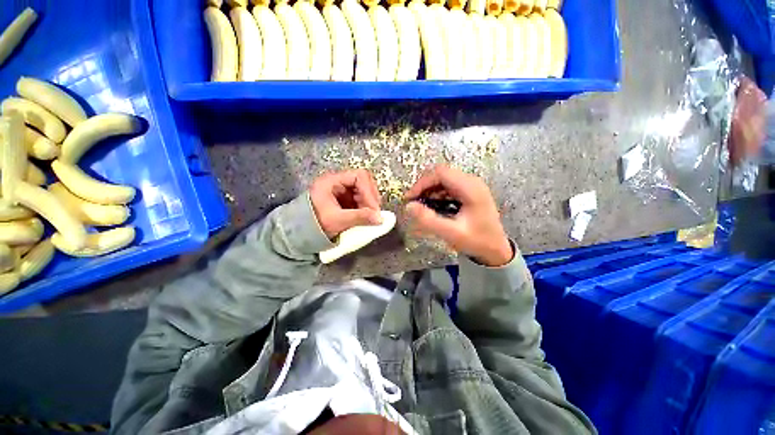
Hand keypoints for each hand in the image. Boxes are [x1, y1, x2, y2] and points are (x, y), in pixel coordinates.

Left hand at [310, 169, 382, 238]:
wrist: (301, 233)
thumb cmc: (316, 223)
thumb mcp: (338, 220)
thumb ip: (360, 217)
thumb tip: (380, 219)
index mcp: (332, 181)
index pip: (359, 177)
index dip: (369, 191)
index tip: (374, 209)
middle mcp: (338, 182)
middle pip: (363, 182)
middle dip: (371, 197)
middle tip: (375, 212)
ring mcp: (341, 190)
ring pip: (363, 191)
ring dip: (369, 203)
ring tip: (370, 216)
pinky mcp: (344, 199)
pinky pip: (359, 199)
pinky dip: (365, 207)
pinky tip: (365, 216)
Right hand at [405, 165, 512, 266]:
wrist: (496, 250)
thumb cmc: (477, 241)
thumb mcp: (451, 233)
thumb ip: (429, 220)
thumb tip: (409, 206)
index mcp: (471, 188)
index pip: (441, 173)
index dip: (422, 183)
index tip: (410, 198)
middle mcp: (472, 182)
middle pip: (441, 174)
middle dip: (424, 186)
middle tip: (413, 202)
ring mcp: (471, 186)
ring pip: (443, 179)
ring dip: (429, 190)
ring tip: (420, 205)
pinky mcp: (468, 192)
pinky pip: (447, 187)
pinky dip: (436, 194)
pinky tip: (432, 206)